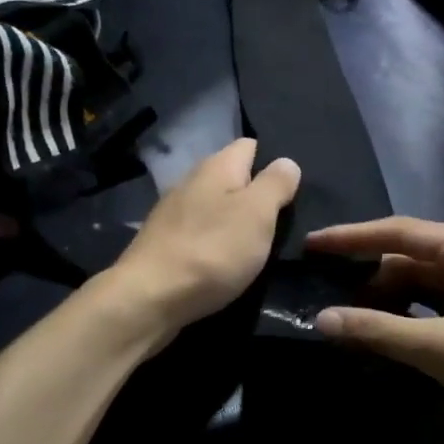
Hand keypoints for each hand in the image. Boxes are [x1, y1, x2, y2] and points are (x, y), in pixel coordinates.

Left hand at [105, 138, 300, 344]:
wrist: (150, 298)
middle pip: (232, 177)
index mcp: (216, 166)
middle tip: (283, 219)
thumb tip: (286, 162)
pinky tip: (226, 262)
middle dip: (255, 194)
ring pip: (215, 206)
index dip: (272, 161)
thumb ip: (275, 184)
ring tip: (259, 244)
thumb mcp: (258, 213)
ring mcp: (174, 213)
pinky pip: (200, 233)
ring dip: (235, 220)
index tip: (293, 188)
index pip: (249, 145)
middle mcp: (192, 181)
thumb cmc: (213, 250)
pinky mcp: (165, 243)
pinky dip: (216, 242)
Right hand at [308, 218, 443, 443]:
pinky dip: (414, 316)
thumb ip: (381, 332)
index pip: (399, 233)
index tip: (313, 244)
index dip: (352, 238)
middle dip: (371, 275)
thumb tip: (323, 319)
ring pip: (427, 284)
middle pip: (412, 257)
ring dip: (392, 299)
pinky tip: (392, 333)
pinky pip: (442, 305)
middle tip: (328, 293)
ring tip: (353, 317)